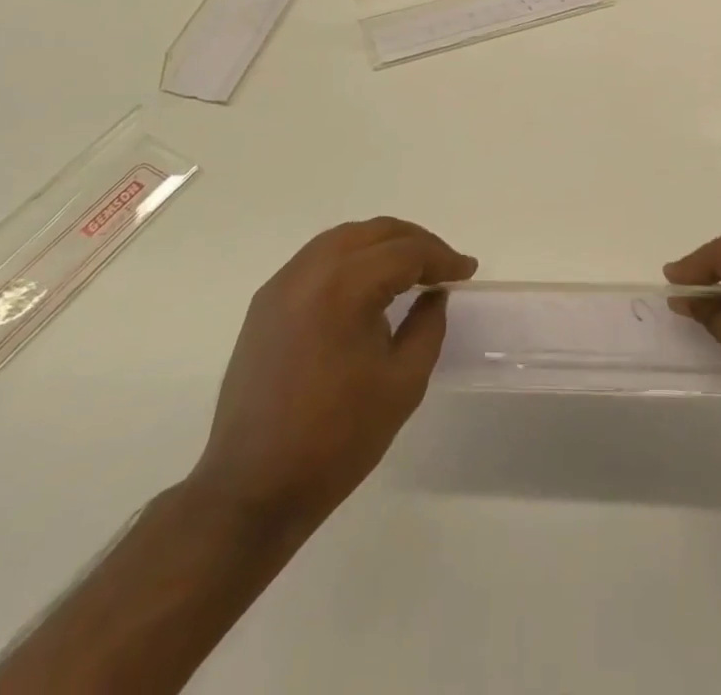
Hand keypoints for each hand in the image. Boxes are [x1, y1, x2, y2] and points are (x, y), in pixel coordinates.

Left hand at [188, 218, 475, 526]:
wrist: (253, 488)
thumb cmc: (337, 438)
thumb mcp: (403, 382)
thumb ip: (428, 326)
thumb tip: (434, 294)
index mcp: (345, 287)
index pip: (406, 252)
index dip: (442, 257)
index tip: (467, 271)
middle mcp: (310, 271)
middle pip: (374, 232)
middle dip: (415, 242)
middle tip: (443, 264)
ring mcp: (282, 285)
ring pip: (343, 238)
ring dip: (382, 244)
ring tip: (410, 268)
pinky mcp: (265, 303)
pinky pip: (316, 259)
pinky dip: (350, 257)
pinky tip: (366, 284)